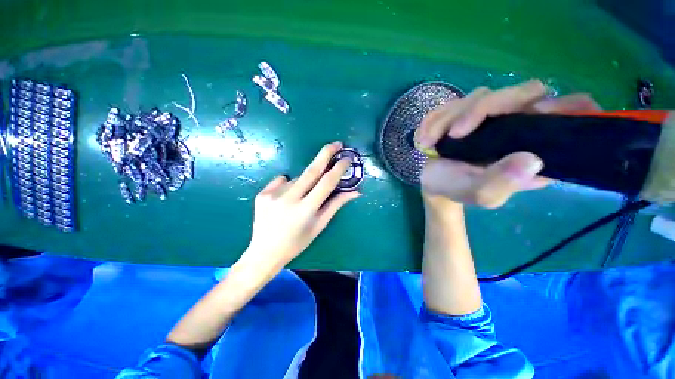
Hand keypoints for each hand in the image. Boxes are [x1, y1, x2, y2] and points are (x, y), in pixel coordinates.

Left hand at [243, 141, 359, 269]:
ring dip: (305, 182)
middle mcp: (289, 199)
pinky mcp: (262, 193)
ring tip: (301, 198)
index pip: (326, 183)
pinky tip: (285, 199)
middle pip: (311, 170)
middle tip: (337, 143)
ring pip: (297, 178)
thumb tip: (355, 192)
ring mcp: (273, 195)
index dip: (339, 168)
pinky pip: (282, 181)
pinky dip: (289, 185)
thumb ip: (336, 205)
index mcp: (306, 210)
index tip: (347, 158)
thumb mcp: (319, 225)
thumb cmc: (297, 242)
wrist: (264, 252)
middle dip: (326, 153)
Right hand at [418, 80, 600, 207]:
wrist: (435, 182)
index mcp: (535, 145)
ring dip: (447, 118)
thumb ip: (502, 183)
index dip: (565, 106)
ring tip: (428, 142)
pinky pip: (454, 102)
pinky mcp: (468, 111)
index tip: (538, 113)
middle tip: (452, 135)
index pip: (568, 112)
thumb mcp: (481, 195)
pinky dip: (435, 118)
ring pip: (480, 96)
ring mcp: (492, 114)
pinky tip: (425, 137)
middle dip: (479, 111)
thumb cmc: (459, 189)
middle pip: (520, 93)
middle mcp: (520, 123)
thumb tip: (531, 159)